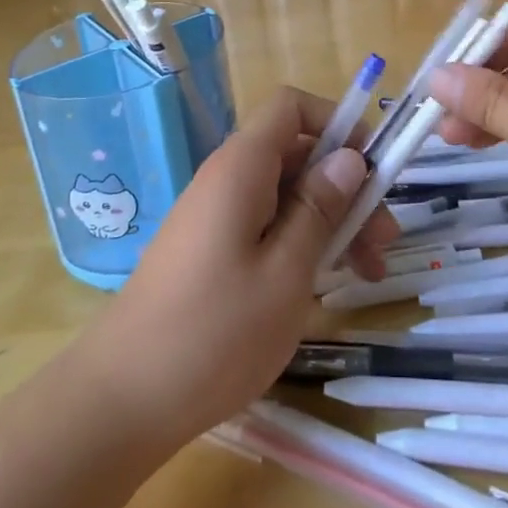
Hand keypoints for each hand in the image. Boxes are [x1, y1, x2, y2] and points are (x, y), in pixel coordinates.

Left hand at [75, 87, 398, 450]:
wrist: (123, 400)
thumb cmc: (215, 333)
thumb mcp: (286, 272)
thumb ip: (320, 209)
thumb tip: (349, 158)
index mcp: (242, 168)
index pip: (291, 107)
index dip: (336, 122)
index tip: (372, 167)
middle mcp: (228, 179)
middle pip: (297, 154)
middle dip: (346, 186)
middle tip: (385, 239)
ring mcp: (216, 216)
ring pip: (286, 194)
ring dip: (331, 220)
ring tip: (368, 270)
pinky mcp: (211, 249)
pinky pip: (266, 224)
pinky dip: (302, 242)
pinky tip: (324, 284)